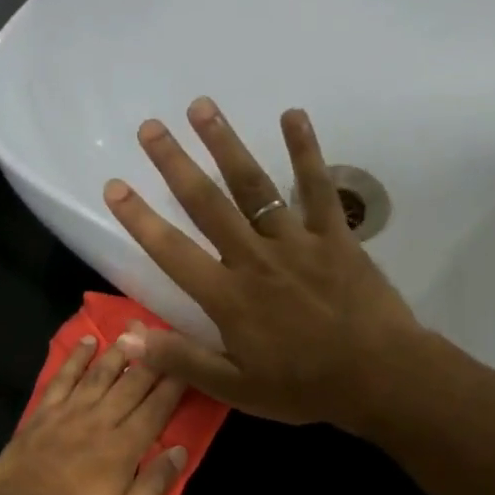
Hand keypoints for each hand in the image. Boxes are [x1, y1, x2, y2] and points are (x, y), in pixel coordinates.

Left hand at [0, 332, 188, 494]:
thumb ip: (154, 484)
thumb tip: (180, 451)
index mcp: (123, 447)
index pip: (156, 409)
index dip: (174, 386)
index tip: (188, 365)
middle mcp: (100, 421)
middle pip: (131, 385)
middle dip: (153, 361)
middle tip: (167, 337)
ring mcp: (69, 413)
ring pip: (100, 375)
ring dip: (119, 353)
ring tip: (134, 332)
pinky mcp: (44, 413)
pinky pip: (63, 378)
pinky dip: (75, 358)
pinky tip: (87, 342)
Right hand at [102, 98, 427, 430]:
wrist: (378, 377)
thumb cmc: (303, 387)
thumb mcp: (235, 388)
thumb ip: (182, 360)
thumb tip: (128, 340)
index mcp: (228, 297)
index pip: (172, 252)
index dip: (140, 219)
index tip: (115, 186)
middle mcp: (254, 259)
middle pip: (208, 204)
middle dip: (175, 164)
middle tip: (150, 127)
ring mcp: (296, 242)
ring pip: (254, 186)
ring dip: (226, 144)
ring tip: (202, 107)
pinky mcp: (335, 236)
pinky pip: (317, 188)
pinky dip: (306, 150)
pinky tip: (292, 115)